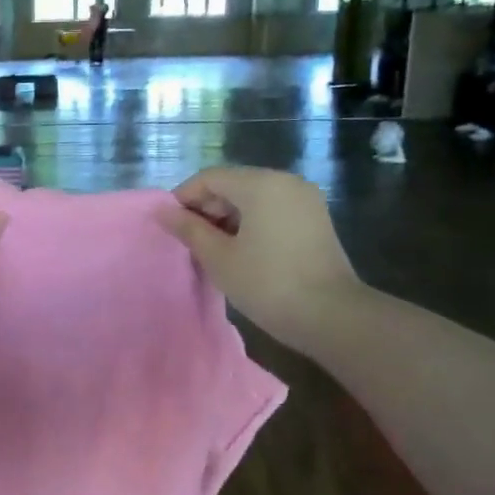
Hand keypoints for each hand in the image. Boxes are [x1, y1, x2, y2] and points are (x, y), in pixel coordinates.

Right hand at [157, 166, 358, 354]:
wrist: (331, 316)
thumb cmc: (268, 284)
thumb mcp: (219, 258)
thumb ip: (189, 229)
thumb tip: (163, 212)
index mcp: (261, 184)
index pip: (210, 178)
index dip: (184, 198)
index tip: (170, 226)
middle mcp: (285, 181)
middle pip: (233, 184)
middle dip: (207, 208)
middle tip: (190, 241)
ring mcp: (305, 199)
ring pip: (254, 197)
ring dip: (228, 217)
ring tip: (214, 249)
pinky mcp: (315, 219)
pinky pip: (273, 209)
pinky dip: (252, 222)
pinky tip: (242, 251)